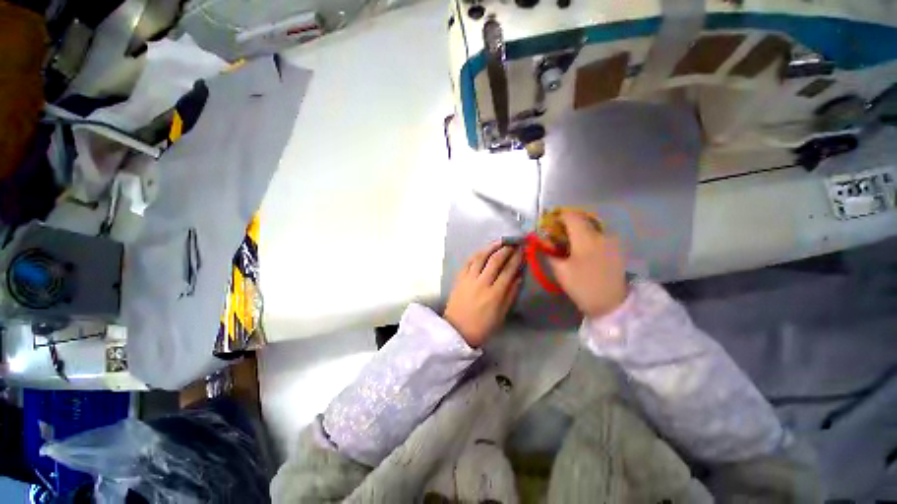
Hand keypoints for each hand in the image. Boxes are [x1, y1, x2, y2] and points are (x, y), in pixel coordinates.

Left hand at [444, 243, 522, 346]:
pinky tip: (482, 250)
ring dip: (491, 247)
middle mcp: (482, 282)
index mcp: (495, 294)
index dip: (516, 258)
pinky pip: (468, 262)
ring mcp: (468, 279)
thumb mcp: (501, 314)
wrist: (457, 331)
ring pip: (480, 257)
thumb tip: (519, 277)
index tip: (522, 249)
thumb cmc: (482, 326)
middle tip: (513, 242)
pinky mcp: (459, 278)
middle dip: (506, 249)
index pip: (508, 270)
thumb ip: (511, 294)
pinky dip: (476, 254)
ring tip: (499, 241)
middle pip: (495, 260)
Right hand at [547, 210, 627, 317]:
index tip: (549, 224)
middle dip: (567, 223)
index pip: (571, 216)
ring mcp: (611, 240)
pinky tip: (582, 249)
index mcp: (585, 238)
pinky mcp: (616, 248)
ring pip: (591, 226)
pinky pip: (599, 234)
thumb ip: (549, 253)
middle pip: (582, 219)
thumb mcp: (560, 271)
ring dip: (578, 230)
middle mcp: (601, 234)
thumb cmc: (582, 286)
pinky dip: (587, 236)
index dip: (558, 216)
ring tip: (568, 243)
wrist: (612, 303)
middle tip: (556, 234)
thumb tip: (542, 243)